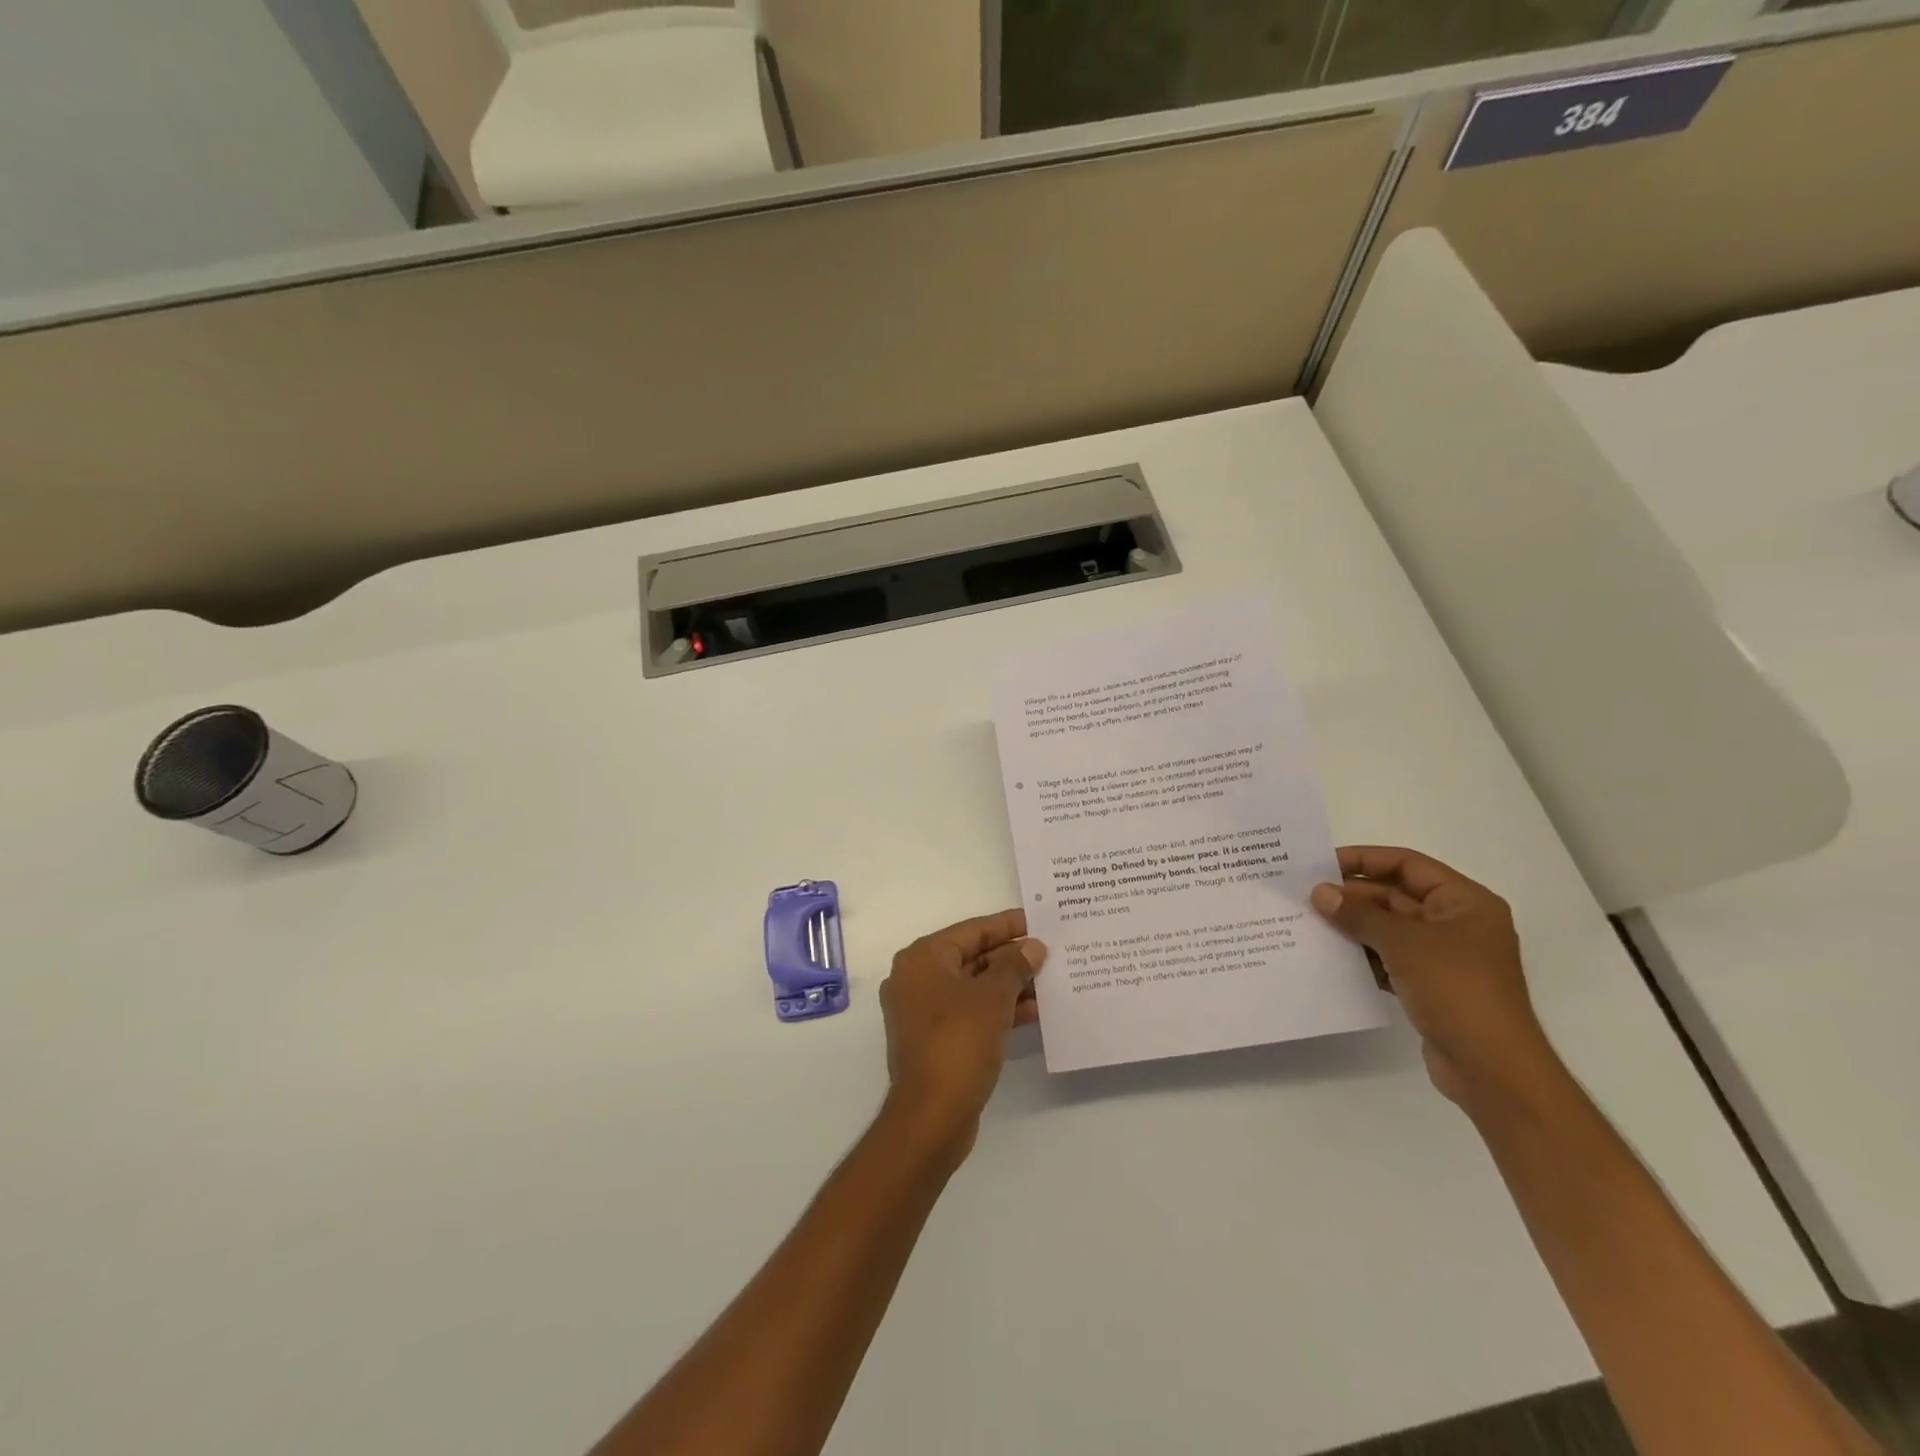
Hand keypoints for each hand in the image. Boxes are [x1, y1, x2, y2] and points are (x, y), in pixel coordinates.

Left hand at [878, 910, 1045, 1163]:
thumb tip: (1033, 947)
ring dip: (1009, 985)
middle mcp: (917, 979)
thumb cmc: (958, 1042)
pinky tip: (1034, 1012)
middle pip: (972, 956)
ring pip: (973, 986)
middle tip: (1050, 953)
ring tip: (1049, 982)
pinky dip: (998, 1010)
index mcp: (923, 959)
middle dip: (1011, 957)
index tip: (1039, 921)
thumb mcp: (993, 998)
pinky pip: (971, 1012)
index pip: (972, 930)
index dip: (1008, 925)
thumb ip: (1014, 966)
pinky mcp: (935, 1039)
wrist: (931, 1116)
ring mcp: (923, 1011)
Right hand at [1310, 846, 1556, 1105]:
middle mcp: (1457, 923)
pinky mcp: (1430, 985)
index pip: (1408, 864)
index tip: (1321, 865)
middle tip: (1306, 896)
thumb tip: (1319, 892)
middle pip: (1396, 895)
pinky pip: (1389, 958)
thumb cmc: (1457, 990)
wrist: (1492, 1069)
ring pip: (1389, 928)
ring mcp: (1444, 957)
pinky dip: (1362, 955)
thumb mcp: (1404, 943)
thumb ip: (1359, 914)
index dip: (1364, 860)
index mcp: (1465, 902)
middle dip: (1353, 896)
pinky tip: (1330, 956)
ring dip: (1353, 926)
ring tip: (1309, 922)